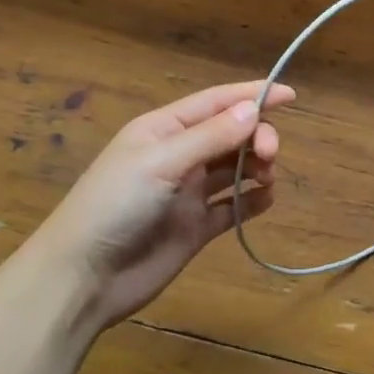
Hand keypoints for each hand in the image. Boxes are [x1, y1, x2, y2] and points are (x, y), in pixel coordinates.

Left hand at [31, 81, 294, 332]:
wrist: (84, 278)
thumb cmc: (115, 205)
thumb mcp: (161, 162)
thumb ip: (210, 137)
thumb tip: (252, 109)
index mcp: (164, 130)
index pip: (216, 102)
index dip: (252, 95)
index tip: (290, 95)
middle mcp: (179, 156)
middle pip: (230, 134)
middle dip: (256, 136)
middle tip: (270, 154)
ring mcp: (187, 193)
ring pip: (234, 168)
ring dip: (256, 166)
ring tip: (267, 177)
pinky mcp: (195, 227)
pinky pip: (232, 207)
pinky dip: (252, 201)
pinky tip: (265, 200)